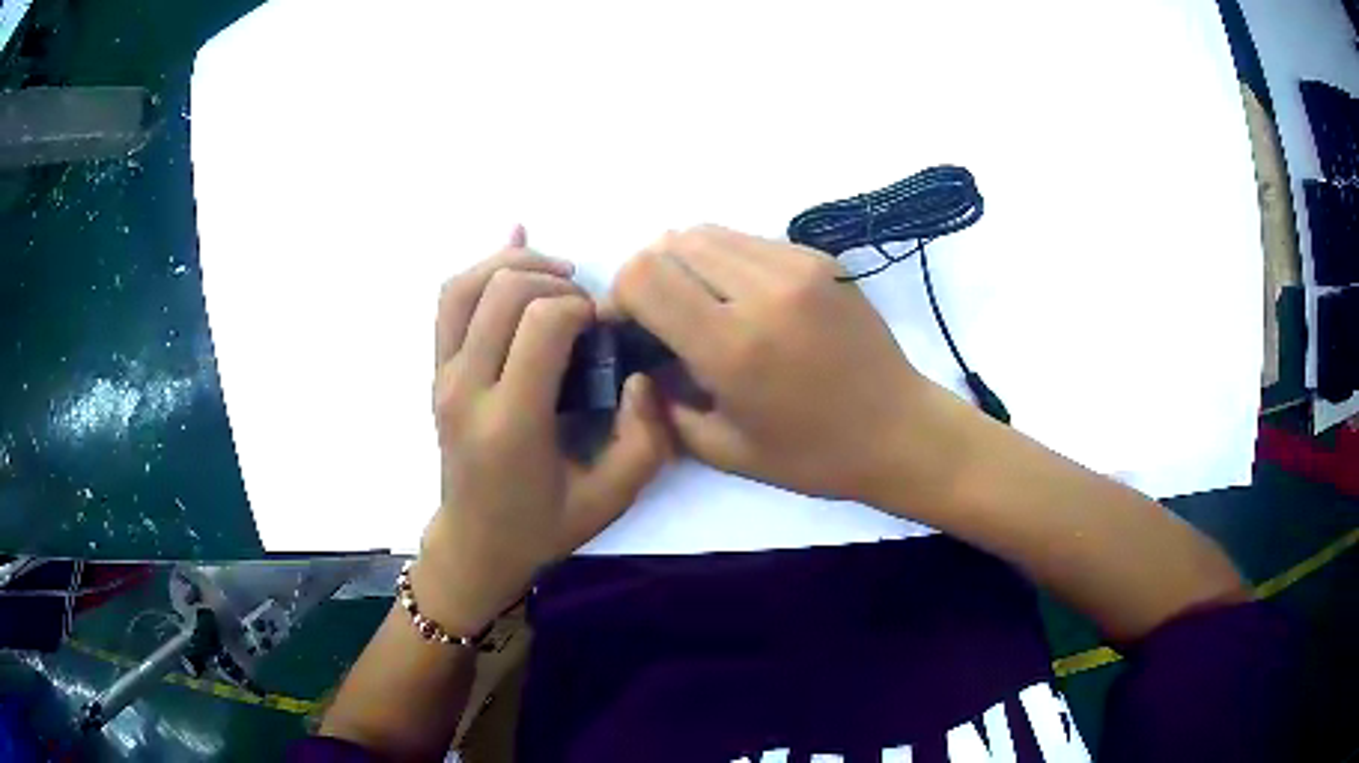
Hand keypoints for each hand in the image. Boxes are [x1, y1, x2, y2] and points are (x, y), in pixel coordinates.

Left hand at [417, 227, 671, 633]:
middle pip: (502, 291)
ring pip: (465, 285)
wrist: (476, 544)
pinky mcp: (436, 372)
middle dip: (553, 281)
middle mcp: (466, 389)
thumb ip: (645, 439)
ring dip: (514, 265)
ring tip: (555, 277)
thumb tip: (641, 375)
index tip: (602, 327)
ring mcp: (442, 376)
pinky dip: (482, 268)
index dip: (581, 307)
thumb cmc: (543, 525)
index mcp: (510, 422)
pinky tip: (515, 250)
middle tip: (584, 307)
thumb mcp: (612, 498)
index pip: (541, 324)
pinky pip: (450, 302)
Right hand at [612, 225, 961, 505]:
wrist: (899, 429)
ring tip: (703, 304)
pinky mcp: (819, 257)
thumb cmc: (812, 454)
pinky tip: (744, 298)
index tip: (629, 326)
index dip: (620, 295)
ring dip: (687, 264)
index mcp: (732, 345)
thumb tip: (642, 362)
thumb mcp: (724, 449)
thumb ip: (666, 403)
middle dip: (651, 277)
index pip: (643, 276)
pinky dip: (726, 261)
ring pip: (707, 233)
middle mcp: (761, 290)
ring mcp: (795, 265)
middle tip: (664, 317)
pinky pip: (748, 240)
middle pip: (670, 245)